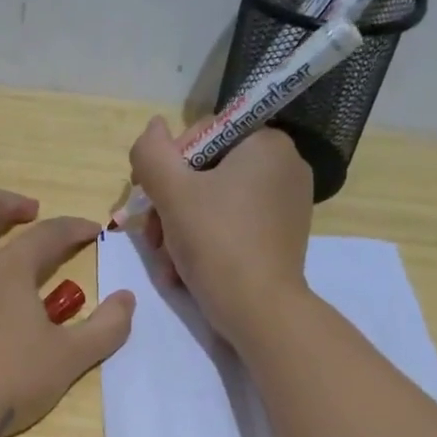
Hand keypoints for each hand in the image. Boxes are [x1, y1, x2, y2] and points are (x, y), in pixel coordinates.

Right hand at [129, 116, 312, 345]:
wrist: (259, 310)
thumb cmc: (216, 242)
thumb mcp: (172, 193)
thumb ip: (152, 153)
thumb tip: (152, 126)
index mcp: (266, 143)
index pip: (202, 135)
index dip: (166, 166)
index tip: (148, 200)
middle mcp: (284, 166)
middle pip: (206, 174)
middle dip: (170, 207)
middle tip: (152, 240)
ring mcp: (287, 204)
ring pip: (215, 204)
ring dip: (180, 230)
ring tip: (166, 262)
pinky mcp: (282, 237)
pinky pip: (233, 226)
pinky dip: (206, 244)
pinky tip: (185, 271)